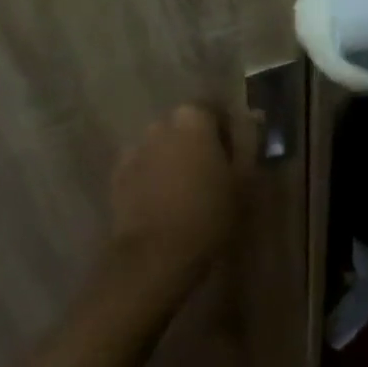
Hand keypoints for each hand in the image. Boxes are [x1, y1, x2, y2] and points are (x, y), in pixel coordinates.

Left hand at [107, 104, 245, 292]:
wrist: (155, 255)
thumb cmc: (208, 213)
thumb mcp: (243, 180)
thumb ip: (247, 144)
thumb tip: (250, 122)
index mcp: (193, 117)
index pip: (215, 111)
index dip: (228, 133)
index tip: (235, 157)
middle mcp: (160, 124)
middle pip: (186, 127)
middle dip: (198, 144)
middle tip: (213, 175)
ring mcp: (135, 148)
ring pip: (163, 147)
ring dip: (174, 160)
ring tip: (186, 192)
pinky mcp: (117, 175)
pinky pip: (143, 168)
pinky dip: (153, 178)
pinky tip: (163, 204)